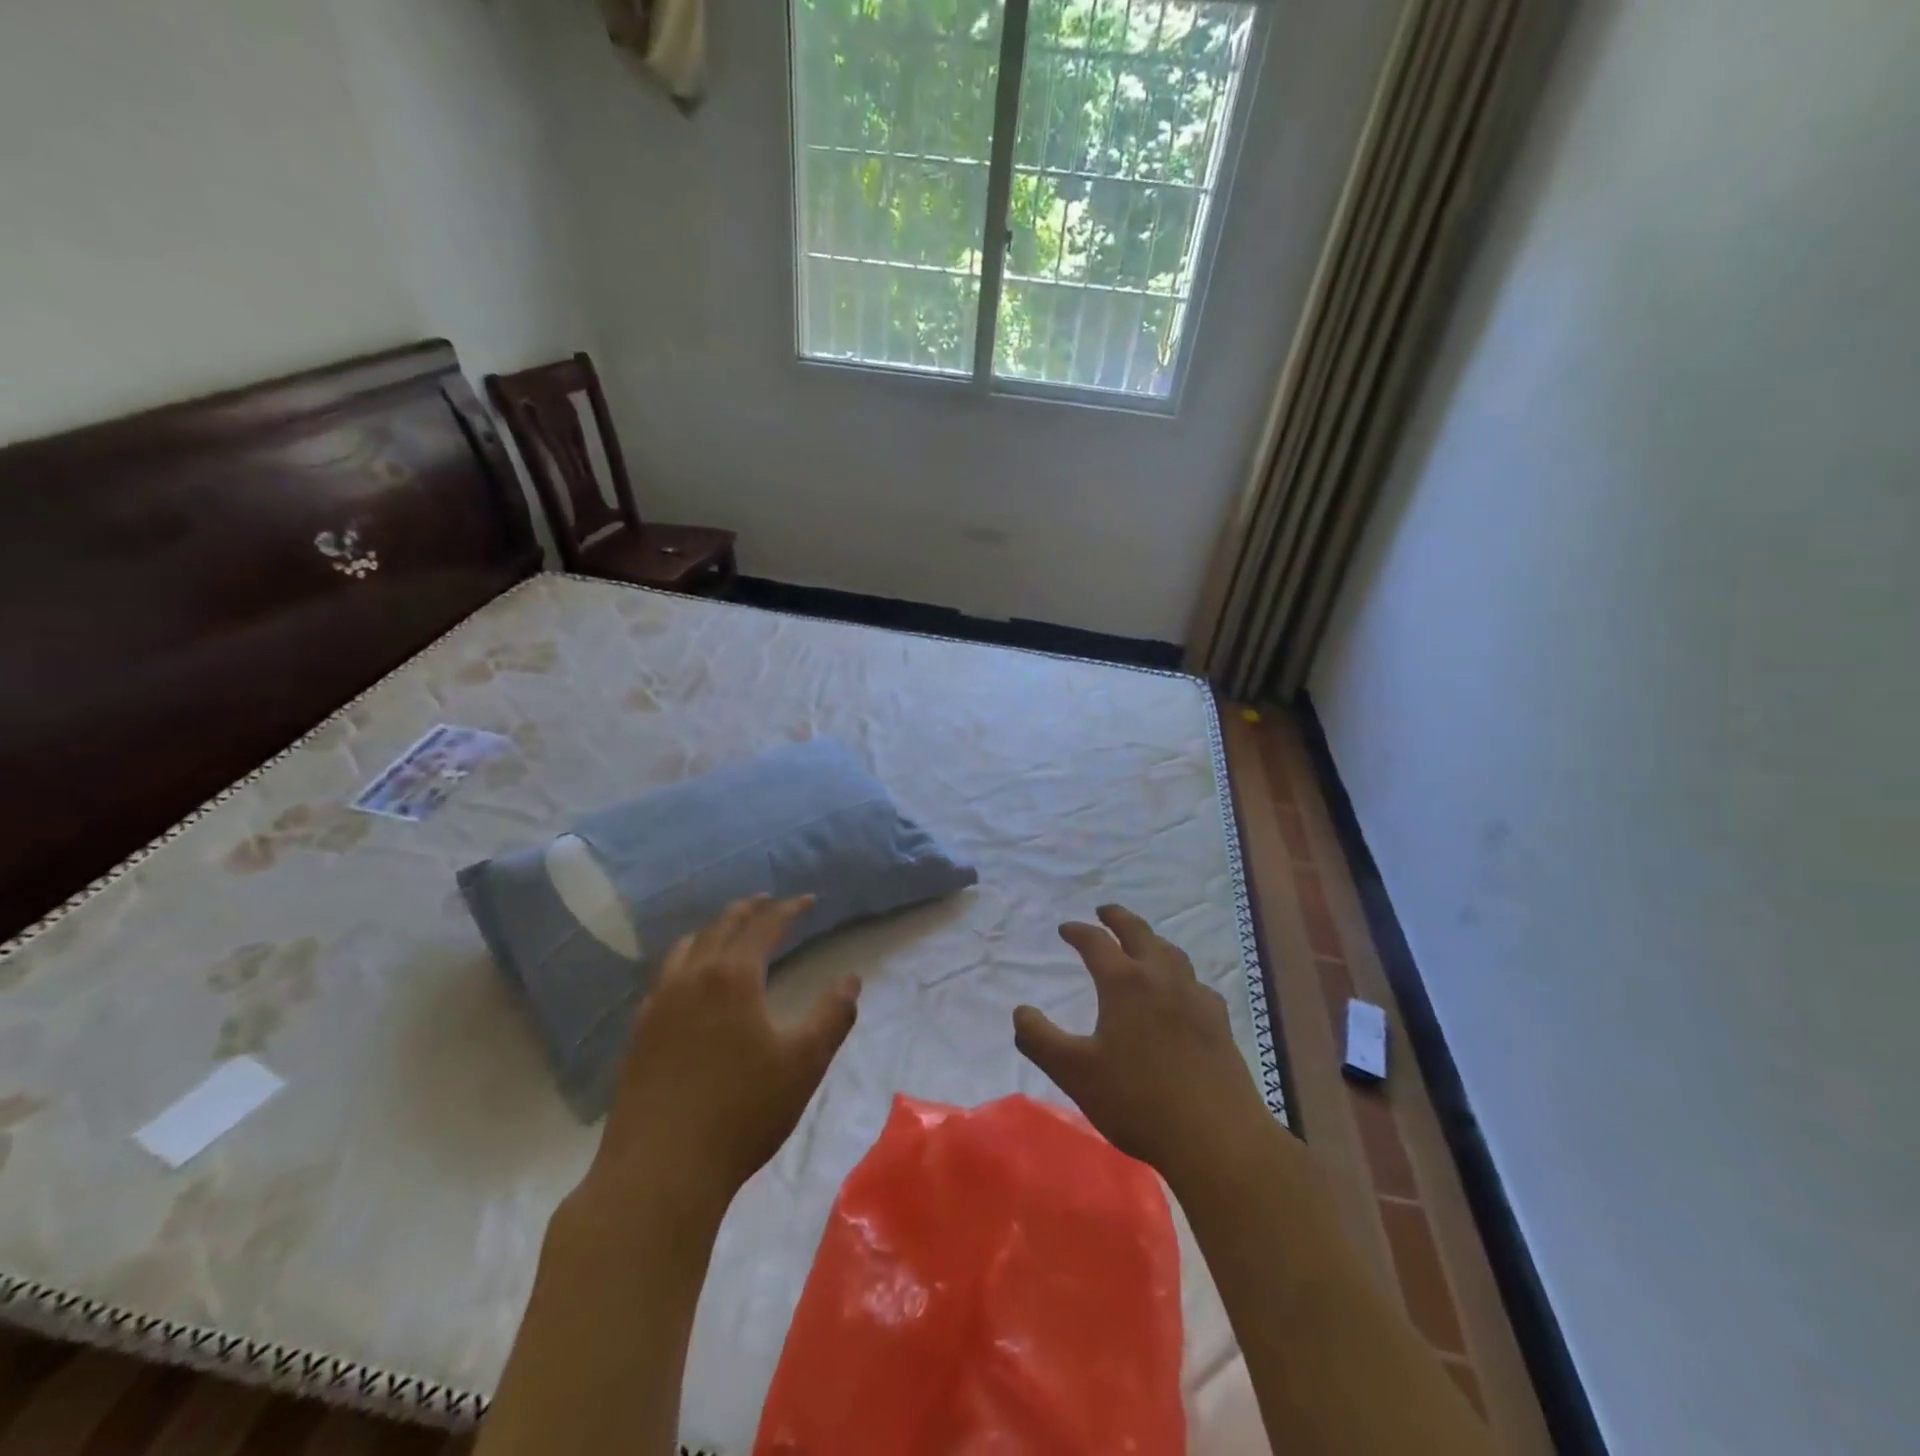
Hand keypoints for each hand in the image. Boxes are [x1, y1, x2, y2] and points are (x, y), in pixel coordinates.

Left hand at [580, 894, 860, 1224]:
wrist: (661, 1170)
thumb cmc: (742, 1111)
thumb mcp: (804, 1062)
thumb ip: (832, 1015)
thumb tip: (851, 979)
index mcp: (732, 977)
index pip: (764, 927)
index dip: (788, 910)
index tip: (807, 900)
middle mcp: (691, 978)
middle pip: (721, 928)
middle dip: (747, 910)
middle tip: (766, 901)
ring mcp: (658, 1005)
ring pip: (685, 948)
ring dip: (711, 931)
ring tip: (726, 932)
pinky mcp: (639, 1035)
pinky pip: (664, 978)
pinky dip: (684, 962)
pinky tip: (687, 983)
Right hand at [1014, 904, 1271, 1191]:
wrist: (1216, 1137)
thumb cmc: (1137, 1101)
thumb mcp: (1074, 1073)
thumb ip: (1039, 1039)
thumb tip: (1020, 1011)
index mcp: (1124, 983)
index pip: (1096, 942)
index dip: (1078, 931)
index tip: (1064, 928)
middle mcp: (1161, 978)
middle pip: (1139, 933)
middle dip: (1118, 918)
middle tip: (1104, 911)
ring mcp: (1195, 997)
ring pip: (1171, 953)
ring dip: (1151, 940)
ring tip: (1141, 943)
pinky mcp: (1218, 1022)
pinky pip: (1196, 983)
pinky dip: (1180, 975)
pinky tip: (1182, 992)